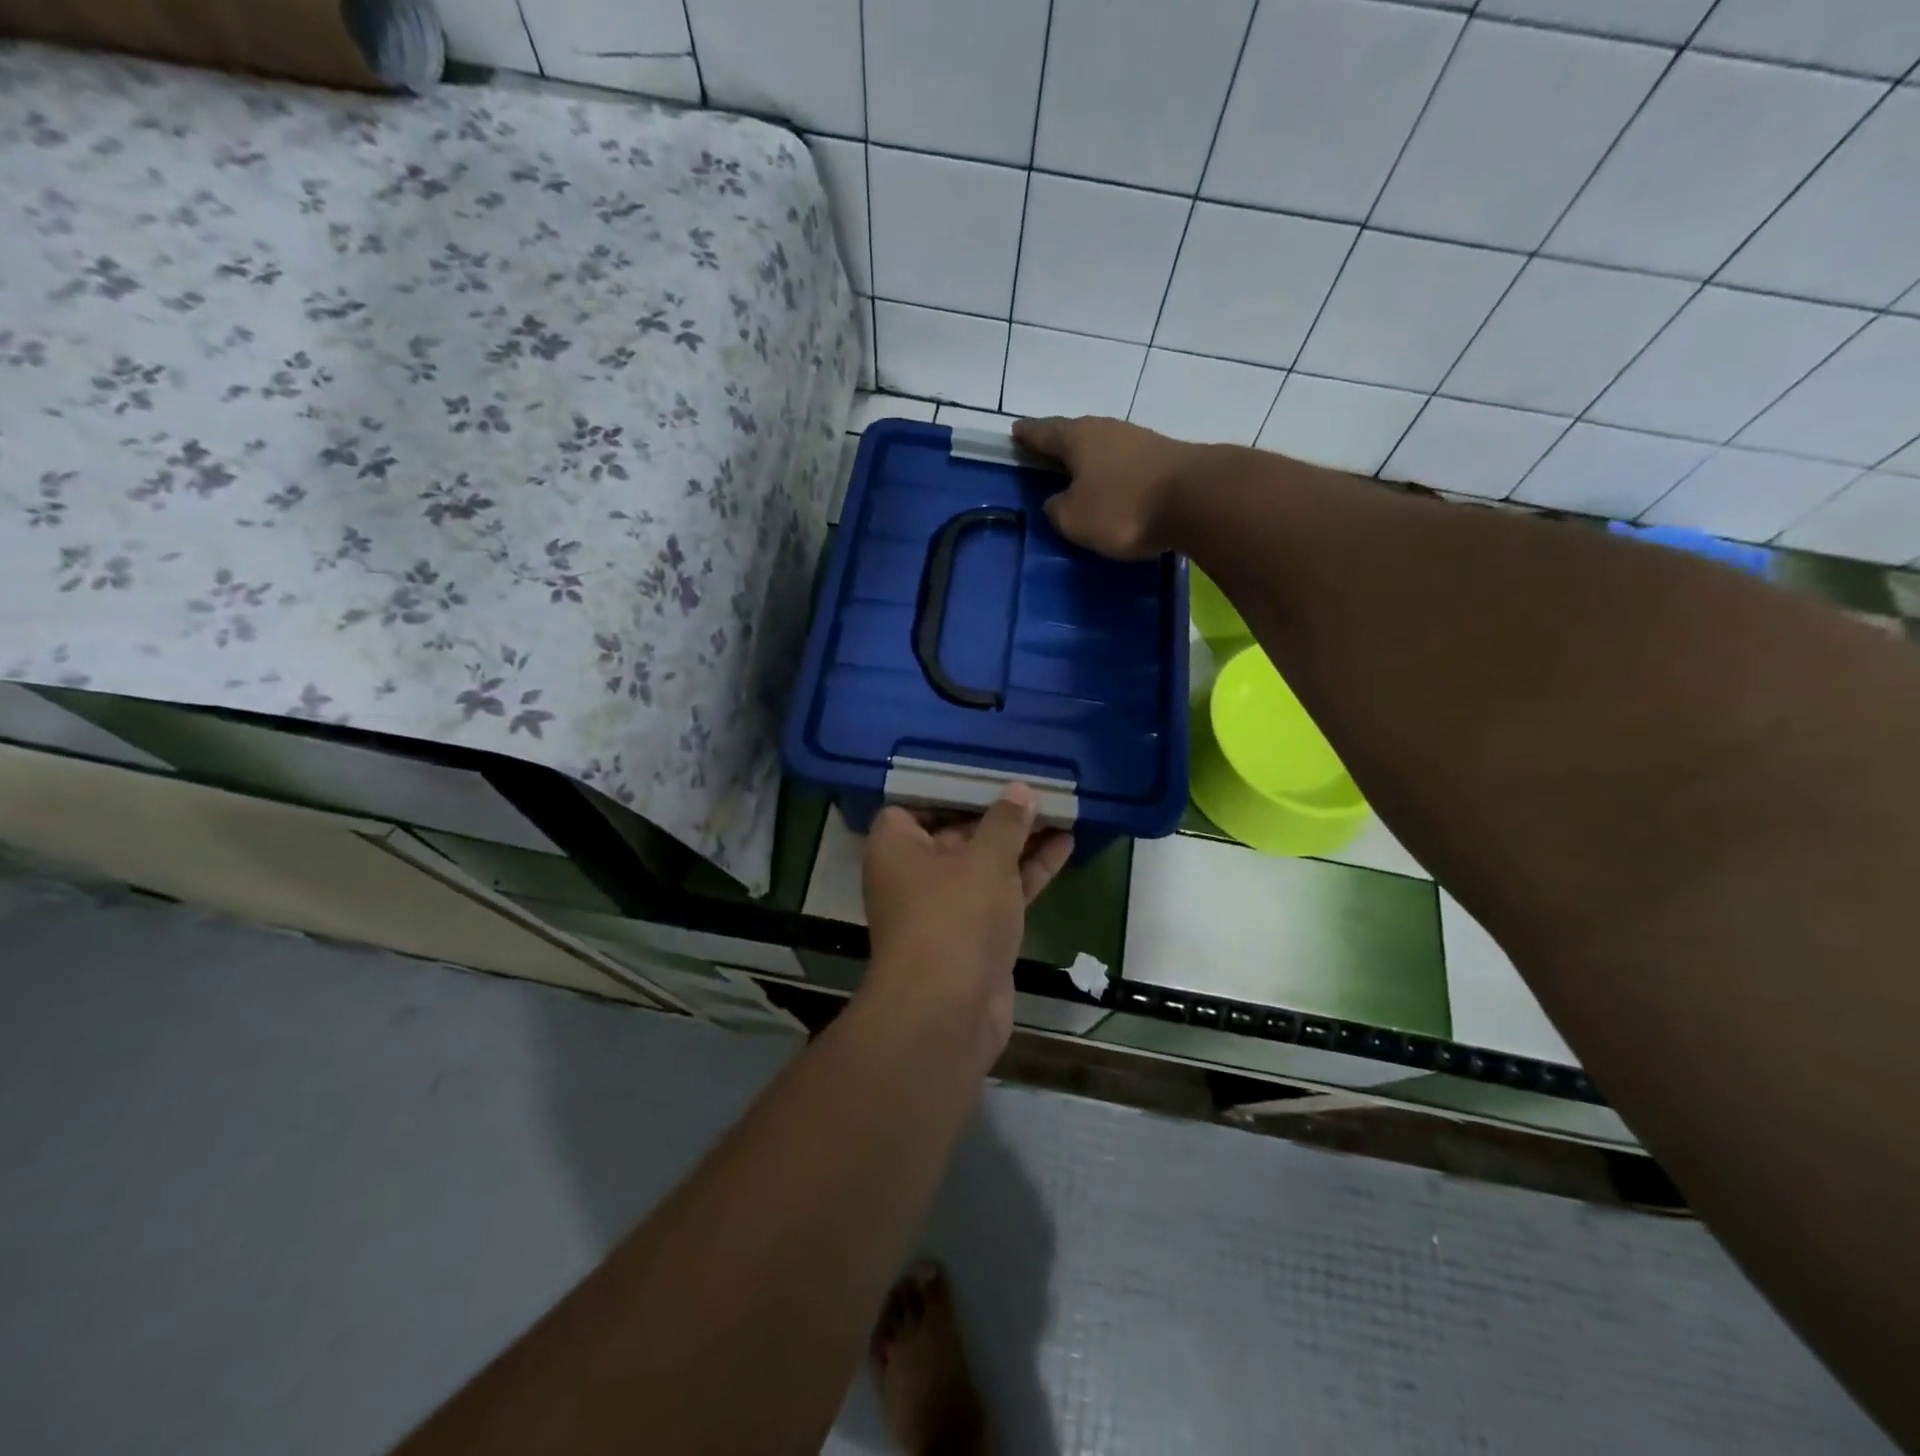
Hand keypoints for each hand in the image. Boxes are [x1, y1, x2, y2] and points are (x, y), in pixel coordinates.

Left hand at [860, 784, 1073, 1060]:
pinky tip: (1066, 843)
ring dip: (1019, 839)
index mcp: (897, 846)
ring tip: (1059, 807)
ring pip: (985, 861)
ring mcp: (947, 904)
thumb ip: (1005, 822)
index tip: (984, 770)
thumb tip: (1019, 790)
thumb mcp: (984, 860)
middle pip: (956, 830)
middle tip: (1032, 783)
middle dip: (995, 811)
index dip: (947, 787)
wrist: (949, 1011)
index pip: (914, 803)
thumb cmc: (954, 918)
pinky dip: (1029, 870)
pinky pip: (1002, 890)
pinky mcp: (976, 931)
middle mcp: (916, 872)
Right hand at [1013, 416, 1200, 559]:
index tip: (1016, 430)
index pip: (1044, 432)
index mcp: (1078, 438)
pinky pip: (1127, 464)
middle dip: (1060, 445)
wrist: (1197, 499)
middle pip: (1076, 435)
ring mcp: (1140, 441)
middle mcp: (1108, 430)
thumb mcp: (1075, 519)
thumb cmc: (1123, 507)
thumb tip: (1056, 500)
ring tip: (1079, 474)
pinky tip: (1114, 485)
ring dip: (1091, 460)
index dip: (1028, 434)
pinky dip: (1114, 473)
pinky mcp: (1165, 459)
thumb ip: (1057, 509)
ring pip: (1104, 448)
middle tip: (1045, 453)